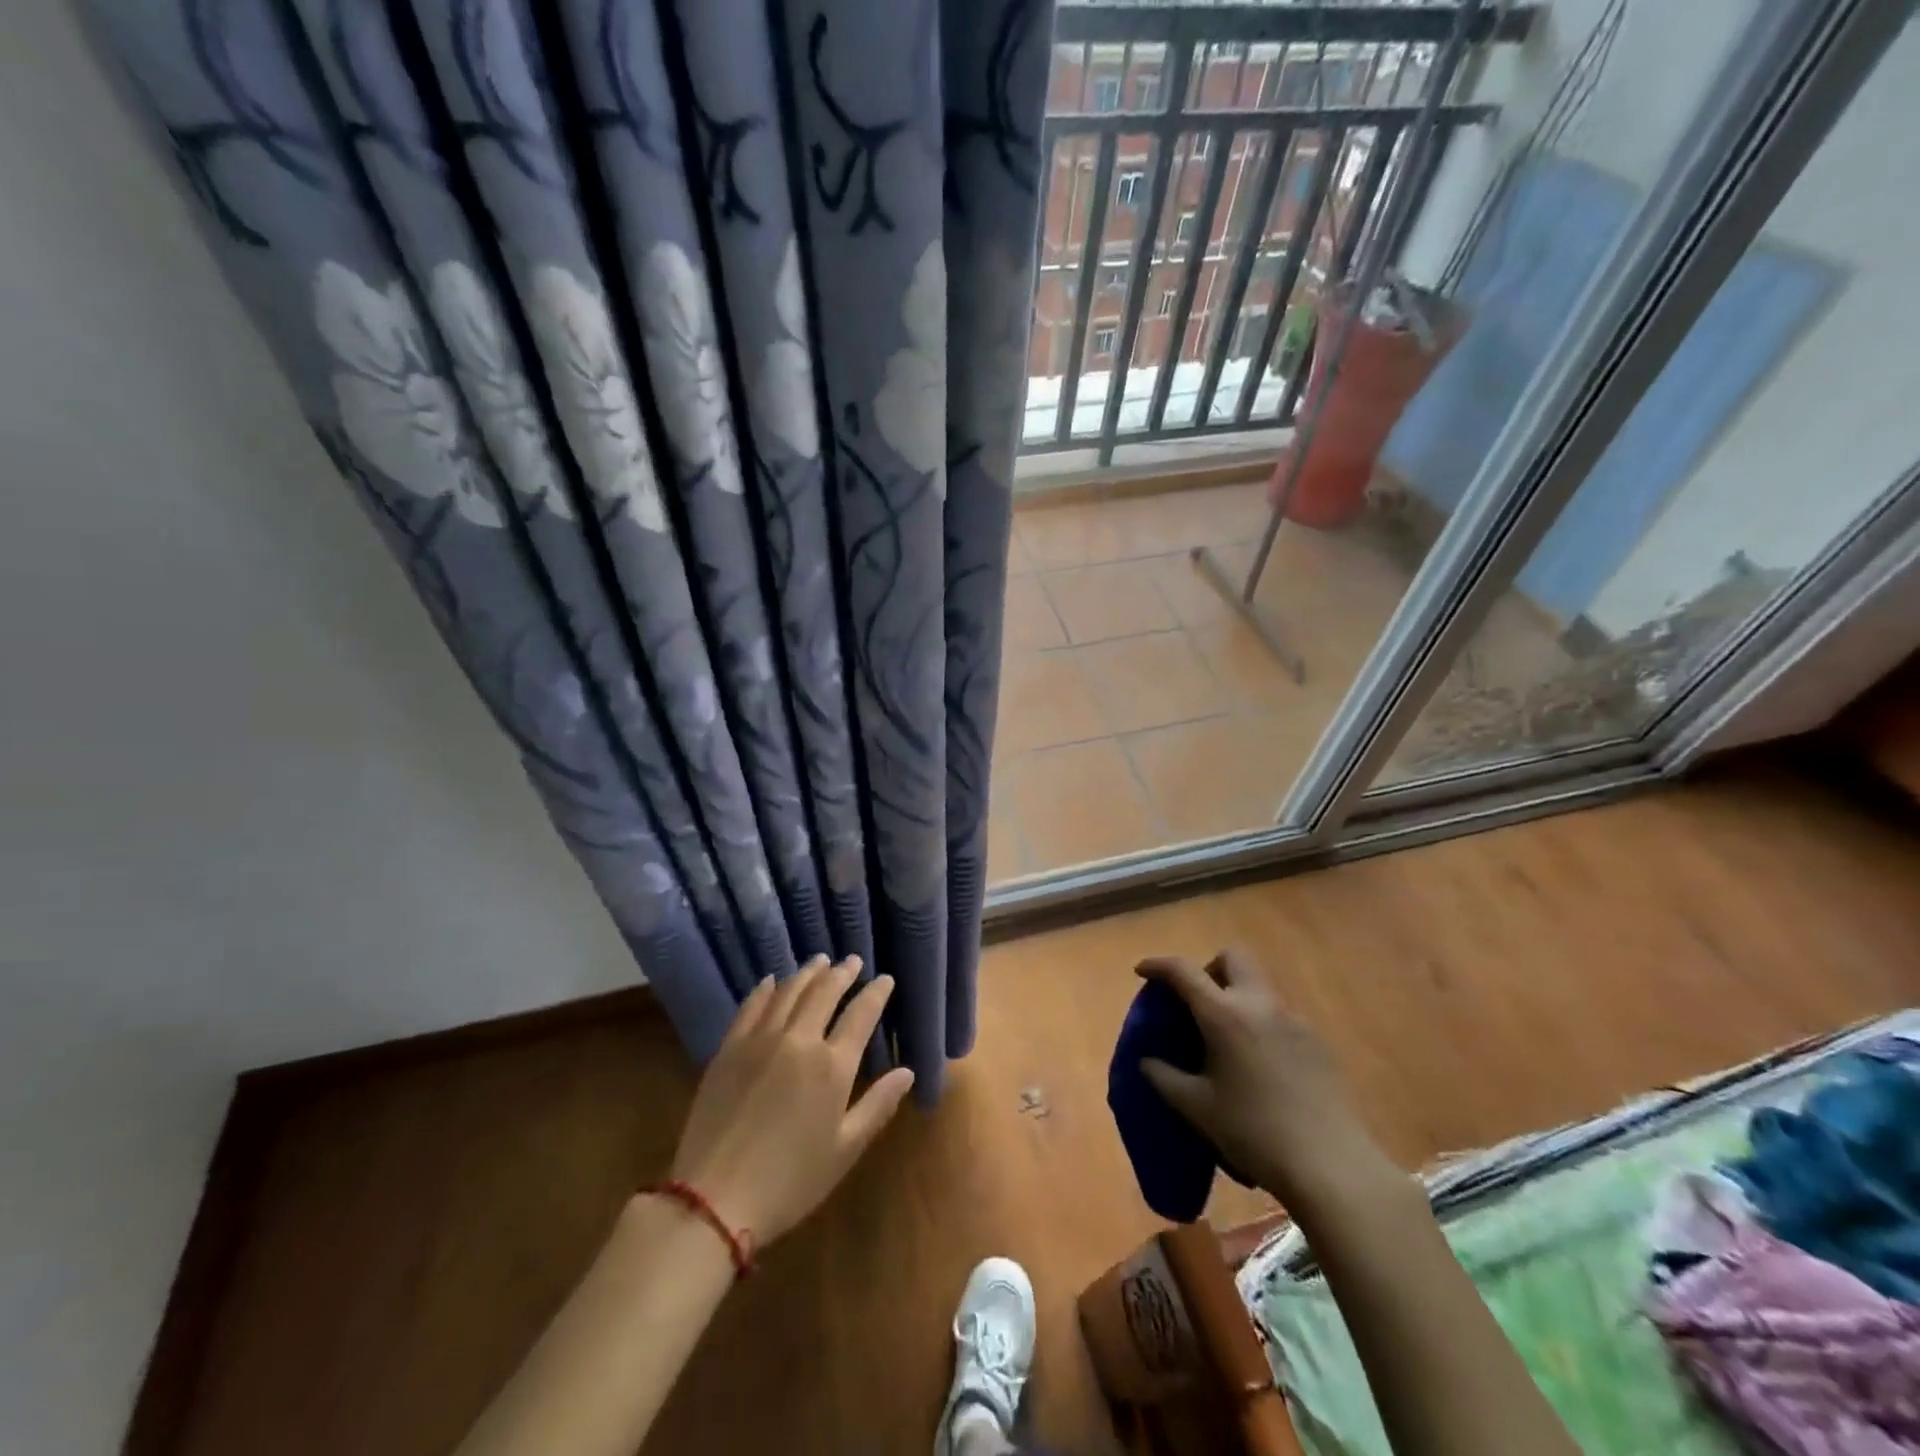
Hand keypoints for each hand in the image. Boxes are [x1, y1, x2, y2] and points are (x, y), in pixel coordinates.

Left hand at [668, 956, 914, 1245]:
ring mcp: (760, 1040)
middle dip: (842, 973)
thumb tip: (908, 1072)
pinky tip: (772, 981)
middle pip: (824, 992)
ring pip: (789, 991)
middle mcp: (799, 1040)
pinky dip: (766, 988)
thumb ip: (878, 1105)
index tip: (885, 979)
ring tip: (820, 962)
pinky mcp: (729, 1048)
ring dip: (808, 973)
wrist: (714, 1198)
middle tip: (853, 961)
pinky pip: (751, 1005)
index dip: (876, 993)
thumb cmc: (790, 1181)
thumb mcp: (844, 1149)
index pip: (861, 1014)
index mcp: (832, 1066)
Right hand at [1136, 951, 1404, 1220]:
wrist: (1330, 1165)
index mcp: (1224, 1014)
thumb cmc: (1253, 1132)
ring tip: (1225, 1039)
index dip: (1158, 966)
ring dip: (1236, 996)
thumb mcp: (1196, 1108)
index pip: (1183, 971)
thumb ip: (1164, 1077)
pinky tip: (1259, 1064)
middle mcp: (1260, 1004)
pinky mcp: (1317, 1042)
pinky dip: (1260, 1022)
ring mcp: (1294, 1020)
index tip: (1142, 972)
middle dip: (1208, 969)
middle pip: (1232, 958)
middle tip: (1195, 1002)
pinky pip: (1280, 1015)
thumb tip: (1147, 1061)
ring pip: (1259, 985)